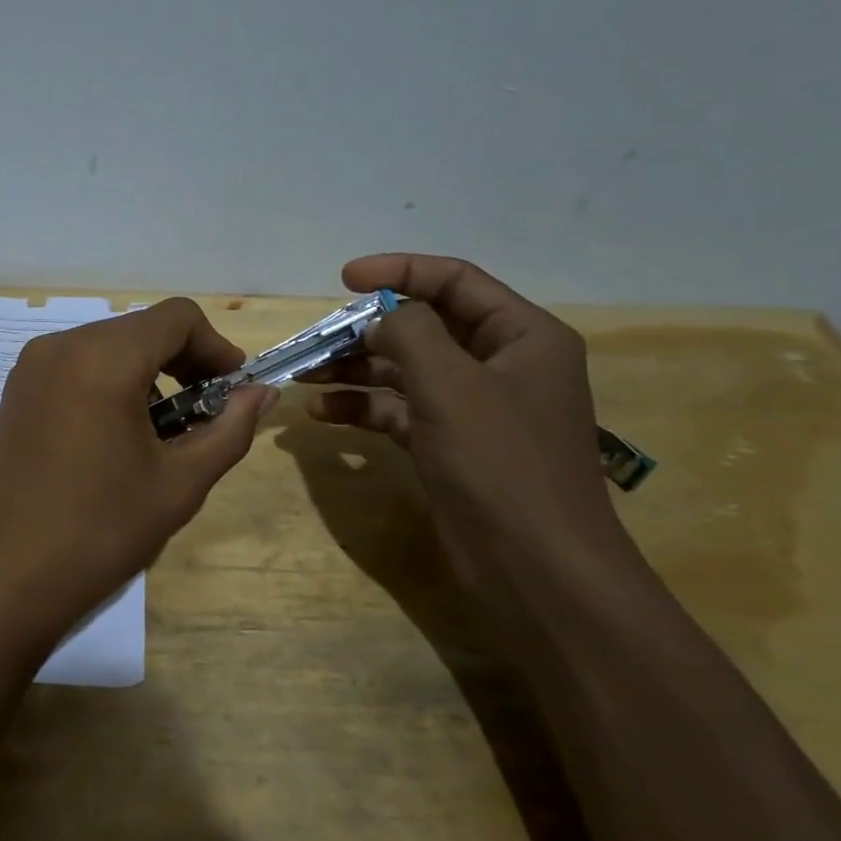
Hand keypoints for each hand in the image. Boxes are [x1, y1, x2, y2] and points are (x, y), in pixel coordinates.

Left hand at [0, 298, 273, 667]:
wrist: (1, 580)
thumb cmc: (99, 532)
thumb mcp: (179, 484)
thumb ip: (230, 430)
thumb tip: (263, 394)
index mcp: (103, 358)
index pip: (178, 317)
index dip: (216, 347)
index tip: (232, 392)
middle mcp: (61, 346)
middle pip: (142, 330)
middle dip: (184, 362)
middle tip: (205, 416)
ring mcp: (30, 368)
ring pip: (109, 346)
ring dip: (147, 374)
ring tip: (162, 434)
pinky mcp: (15, 392)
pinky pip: (76, 366)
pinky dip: (110, 384)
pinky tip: (117, 437)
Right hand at [302, 253, 638, 618]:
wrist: (536, 569)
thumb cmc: (501, 463)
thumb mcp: (450, 385)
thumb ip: (410, 333)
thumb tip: (380, 316)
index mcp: (522, 336)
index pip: (455, 282)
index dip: (399, 271)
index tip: (344, 279)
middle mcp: (501, 365)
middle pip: (424, 328)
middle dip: (367, 330)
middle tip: (316, 338)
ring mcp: (474, 409)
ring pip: (406, 371)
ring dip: (356, 370)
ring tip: (304, 374)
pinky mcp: (450, 445)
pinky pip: (400, 412)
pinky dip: (363, 408)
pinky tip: (321, 413)